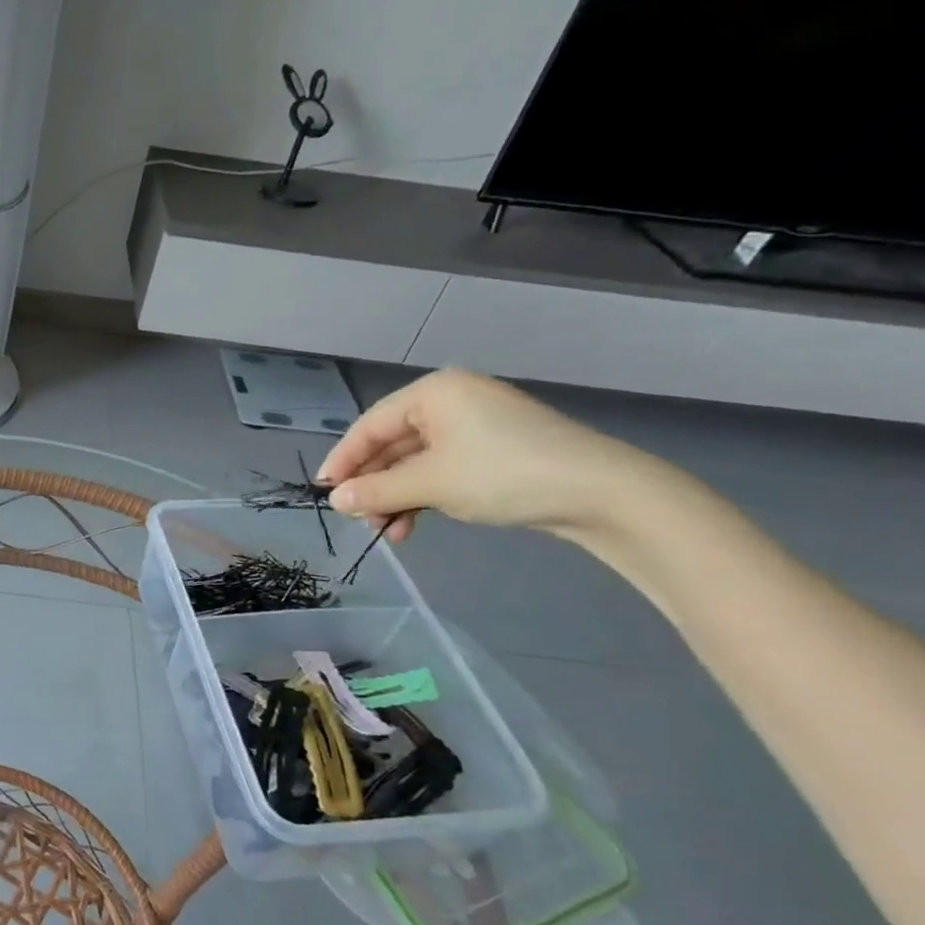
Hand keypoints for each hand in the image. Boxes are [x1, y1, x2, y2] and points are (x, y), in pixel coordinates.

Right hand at [315, 369, 642, 543]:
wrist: (601, 493)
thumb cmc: (503, 474)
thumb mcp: (430, 484)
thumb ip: (375, 491)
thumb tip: (334, 501)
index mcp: (433, 393)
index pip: (370, 426)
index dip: (343, 460)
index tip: (323, 492)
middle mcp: (451, 401)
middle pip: (392, 445)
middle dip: (373, 485)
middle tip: (358, 518)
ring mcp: (475, 426)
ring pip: (416, 462)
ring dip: (396, 497)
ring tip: (387, 532)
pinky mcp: (494, 452)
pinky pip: (442, 470)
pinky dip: (424, 496)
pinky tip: (414, 525)